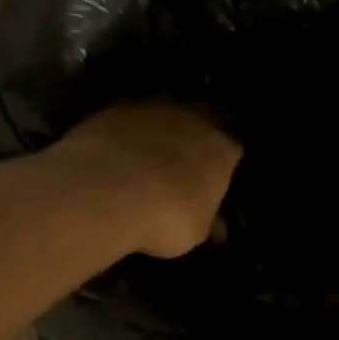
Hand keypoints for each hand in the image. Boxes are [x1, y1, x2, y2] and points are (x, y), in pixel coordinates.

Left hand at [55, 104, 242, 258]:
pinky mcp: (114, 107)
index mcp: (222, 148)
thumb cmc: (167, 217)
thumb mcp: (196, 232)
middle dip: (191, 142)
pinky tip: (112, 156)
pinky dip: (123, 136)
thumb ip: (207, 221)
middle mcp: (193, 118)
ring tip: (142, 161)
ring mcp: (152, 107)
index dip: (222, 166)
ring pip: (161, 117)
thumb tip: (215, 226)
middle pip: (198, 124)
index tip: (212, 182)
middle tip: (178, 168)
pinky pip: (126, 121)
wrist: (108, 191)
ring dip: (156, 134)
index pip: (231, 151)